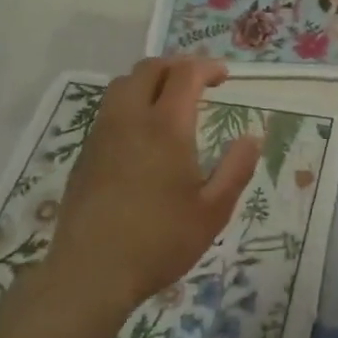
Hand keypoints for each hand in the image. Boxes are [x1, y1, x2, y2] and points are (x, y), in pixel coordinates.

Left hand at [41, 58, 259, 320]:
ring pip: (122, 85)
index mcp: (166, 127)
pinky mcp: (85, 154)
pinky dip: (130, 103)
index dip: (207, 67)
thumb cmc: (160, 241)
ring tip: (169, 100)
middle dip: (177, 65)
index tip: (224, 77)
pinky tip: (142, 132)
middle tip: (198, 81)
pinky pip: (109, 110)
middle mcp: (130, 119)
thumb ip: (237, 169)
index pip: (185, 74)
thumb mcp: (213, 211)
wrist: (91, 273)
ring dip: (149, 80)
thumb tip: (252, 138)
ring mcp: (102, 135)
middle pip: (149, 68)